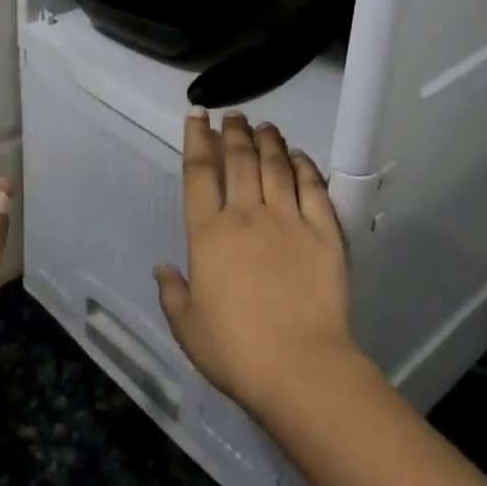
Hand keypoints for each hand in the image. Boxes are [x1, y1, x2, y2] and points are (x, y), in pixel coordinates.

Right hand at [154, 112, 361, 422]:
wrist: (301, 369)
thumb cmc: (236, 351)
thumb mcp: (188, 327)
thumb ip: (172, 293)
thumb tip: (162, 267)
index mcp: (208, 234)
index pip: (199, 173)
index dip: (196, 139)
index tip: (197, 116)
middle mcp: (246, 215)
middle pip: (238, 160)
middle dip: (233, 132)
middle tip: (234, 116)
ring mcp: (288, 220)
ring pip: (276, 165)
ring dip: (268, 141)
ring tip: (265, 126)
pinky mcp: (324, 232)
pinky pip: (313, 188)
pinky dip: (304, 166)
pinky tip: (299, 156)